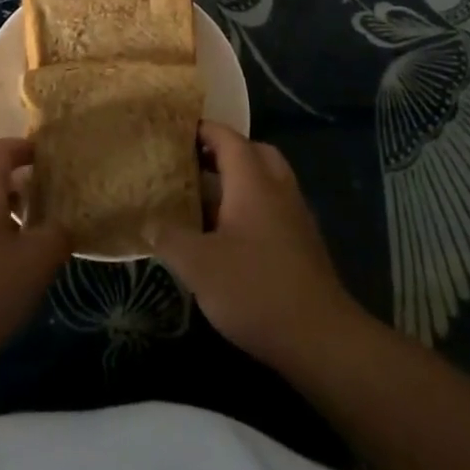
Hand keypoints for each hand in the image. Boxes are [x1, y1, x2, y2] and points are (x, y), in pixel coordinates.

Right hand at [152, 122, 363, 372]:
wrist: (321, 339)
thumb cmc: (255, 289)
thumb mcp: (199, 265)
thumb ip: (169, 238)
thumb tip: (148, 221)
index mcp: (252, 181)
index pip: (227, 138)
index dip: (202, 130)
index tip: (176, 132)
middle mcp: (278, 188)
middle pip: (253, 152)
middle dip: (224, 152)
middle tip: (193, 163)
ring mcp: (296, 216)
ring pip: (267, 180)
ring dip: (239, 181)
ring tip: (205, 199)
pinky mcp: (304, 243)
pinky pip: (274, 206)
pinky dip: (253, 206)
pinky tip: (230, 235)